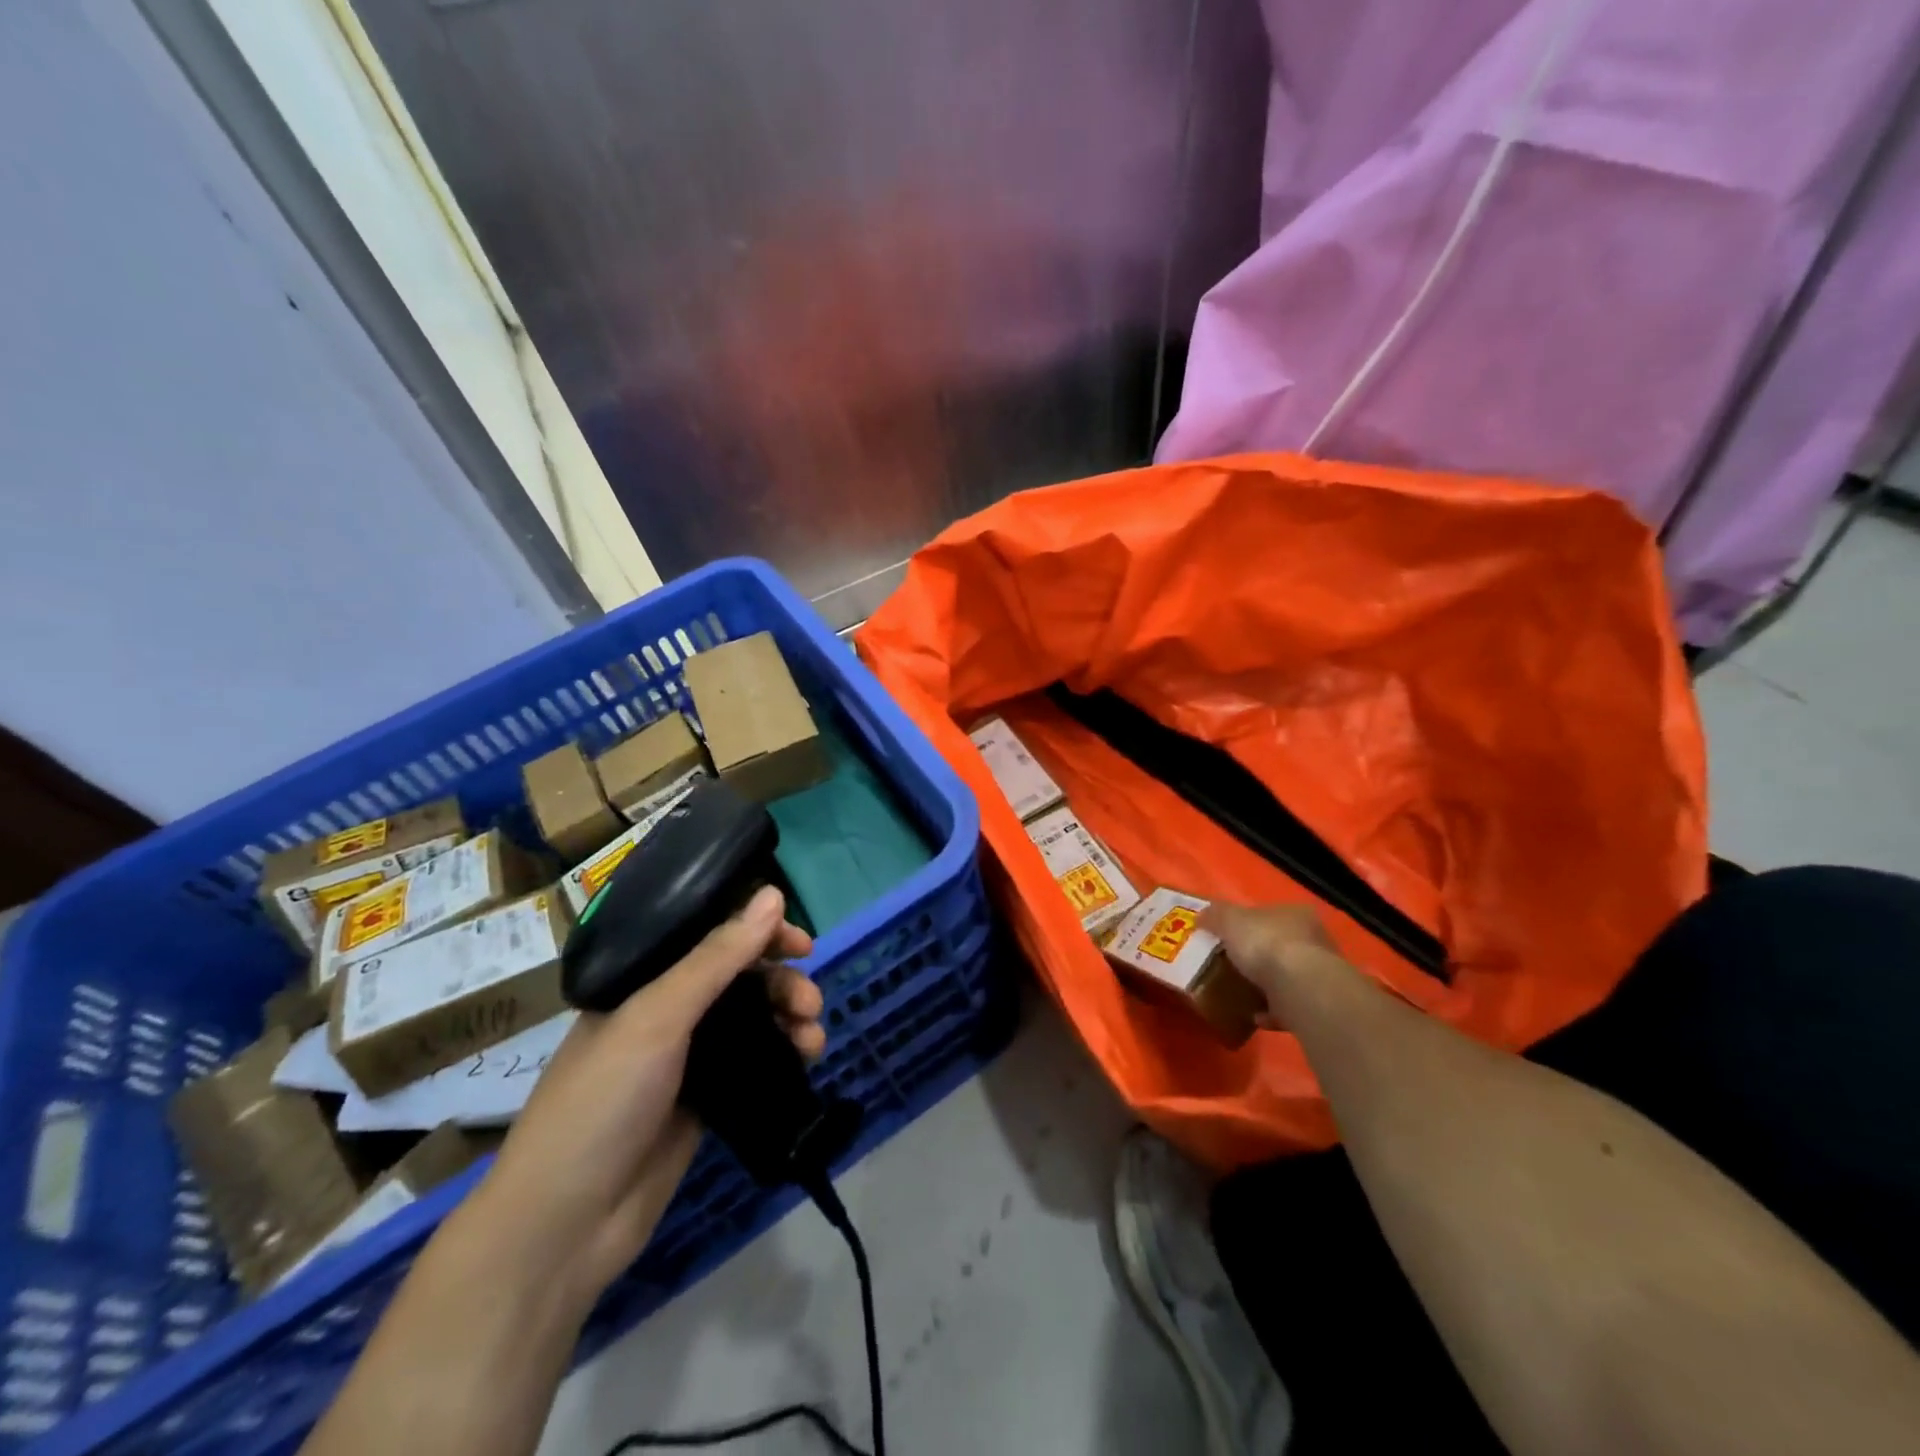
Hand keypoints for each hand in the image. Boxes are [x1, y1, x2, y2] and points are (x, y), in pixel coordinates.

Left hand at [462, 886, 822, 1313]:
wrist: (564, 1226)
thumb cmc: (601, 1101)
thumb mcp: (657, 1018)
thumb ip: (717, 958)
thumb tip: (773, 894)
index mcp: (643, 980)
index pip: (711, 936)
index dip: (758, 932)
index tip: (800, 942)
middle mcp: (666, 1011)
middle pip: (740, 977)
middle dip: (781, 982)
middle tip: (809, 1002)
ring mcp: (686, 1058)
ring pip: (753, 1017)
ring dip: (790, 1017)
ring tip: (812, 1038)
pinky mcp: (704, 1100)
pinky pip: (755, 1060)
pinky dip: (784, 1052)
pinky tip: (806, 1057)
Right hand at [1202, 901, 1345, 1028]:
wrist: (1298, 988)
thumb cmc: (1265, 943)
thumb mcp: (1229, 920)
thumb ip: (1215, 915)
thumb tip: (1201, 916)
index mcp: (1295, 914)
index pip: (1269, 914)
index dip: (1248, 923)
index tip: (1228, 936)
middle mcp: (1313, 940)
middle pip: (1280, 945)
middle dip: (1258, 955)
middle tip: (1231, 965)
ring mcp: (1319, 974)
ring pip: (1287, 976)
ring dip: (1266, 985)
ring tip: (1239, 993)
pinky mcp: (1317, 1003)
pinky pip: (1289, 1005)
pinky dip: (1272, 1011)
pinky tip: (1254, 1016)